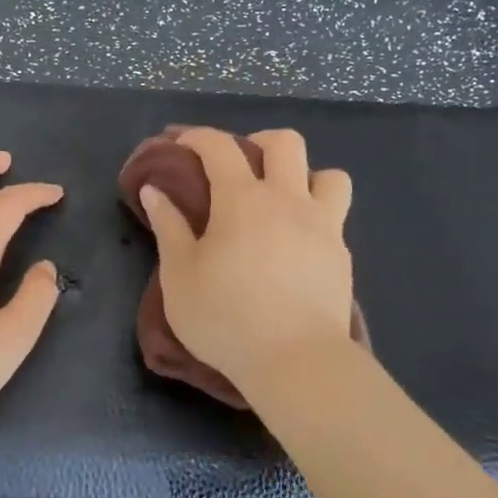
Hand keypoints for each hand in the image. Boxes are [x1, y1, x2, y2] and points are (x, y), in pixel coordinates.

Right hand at [139, 127, 353, 392]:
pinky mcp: (342, 256)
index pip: (220, 147)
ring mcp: (323, 226)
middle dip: (258, 142)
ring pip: (329, 175)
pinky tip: (296, 244)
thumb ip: (169, 227)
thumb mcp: (180, 275)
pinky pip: (335, 217)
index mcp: (243, 200)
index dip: (198, 137)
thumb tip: (155, 190)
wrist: (295, 361)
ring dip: (305, 176)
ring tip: (283, 201)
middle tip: (239, 168)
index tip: (181, 143)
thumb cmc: (225, 317)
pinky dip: (316, 216)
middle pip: (285, 143)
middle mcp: (288, 200)